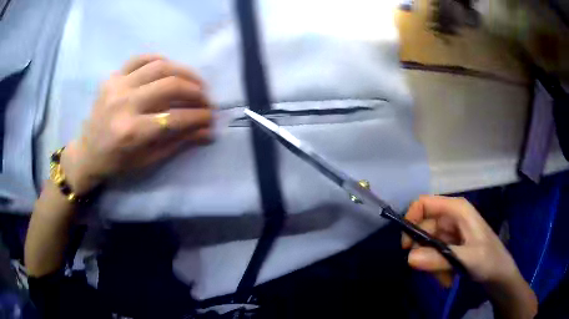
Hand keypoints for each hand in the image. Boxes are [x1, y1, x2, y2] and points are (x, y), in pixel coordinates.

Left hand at [60, 54, 212, 193]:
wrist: (88, 153)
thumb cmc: (117, 163)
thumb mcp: (148, 160)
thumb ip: (178, 142)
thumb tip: (207, 131)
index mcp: (132, 132)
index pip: (175, 119)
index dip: (198, 116)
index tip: (211, 117)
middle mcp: (124, 104)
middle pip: (170, 86)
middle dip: (196, 91)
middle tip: (206, 98)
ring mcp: (117, 86)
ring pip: (159, 67)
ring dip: (183, 72)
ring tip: (194, 81)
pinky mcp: (112, 78)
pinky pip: (140, 59)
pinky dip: (159, 60)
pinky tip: (169, 68)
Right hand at [402, 195, 519, 286]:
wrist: (500, 273)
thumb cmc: (489, 260)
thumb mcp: (466, 260)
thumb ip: (440, 258)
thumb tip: (409, 258)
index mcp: (457, 209)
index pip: (424, 203)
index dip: (411, 219)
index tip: (406, 245)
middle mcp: (452, 217)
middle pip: (424, 228)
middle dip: (423, 251)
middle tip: (428, 270)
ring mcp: (451, 232)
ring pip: (428, 245)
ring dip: (431, 264)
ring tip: (444, 278)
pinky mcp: (451, 245)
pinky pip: (434, 254)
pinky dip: (437, 267)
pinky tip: (447, 278)